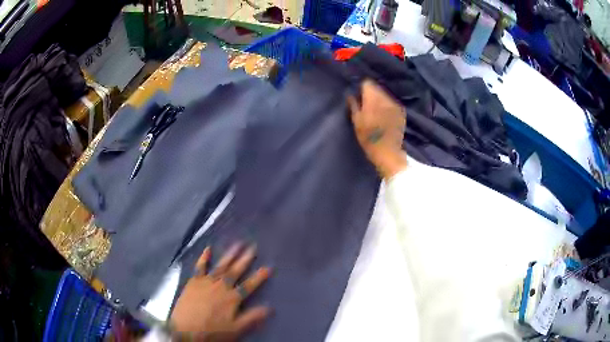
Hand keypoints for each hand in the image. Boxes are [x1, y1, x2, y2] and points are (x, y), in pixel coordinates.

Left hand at [170, 243, 271, 340]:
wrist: (185, 329)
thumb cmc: (212, 331)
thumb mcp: (235, 328)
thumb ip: (252, 317)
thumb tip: (270, 308)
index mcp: (232, 298)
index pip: (249, 286)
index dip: (259, 277)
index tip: (268, 267)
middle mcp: (221, 286)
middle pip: (235, 271)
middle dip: (245, 259)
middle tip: (253, 247)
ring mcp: (206, 282)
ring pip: (220, 266)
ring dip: (229, 255)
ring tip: (237, 244)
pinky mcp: (194, 281)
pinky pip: (200, 267)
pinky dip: (204, 258)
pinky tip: (208, 249)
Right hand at [348, 80, 407, 178]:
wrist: (388, 152)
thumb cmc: (368, 138)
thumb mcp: (356, 122)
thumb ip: (353, 104)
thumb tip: (351, 94)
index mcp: (373, 99)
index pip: (367, 83)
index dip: (361, 88)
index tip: (358, 95)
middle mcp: (385, 98)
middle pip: (377, 87)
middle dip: (371, 93)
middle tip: (365, 103)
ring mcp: (395, 104)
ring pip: (385, 94)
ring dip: (379, 98)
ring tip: (375, 109)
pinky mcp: (401, 111)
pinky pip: (391, 102)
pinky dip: (387, 105)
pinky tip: (384, 114)